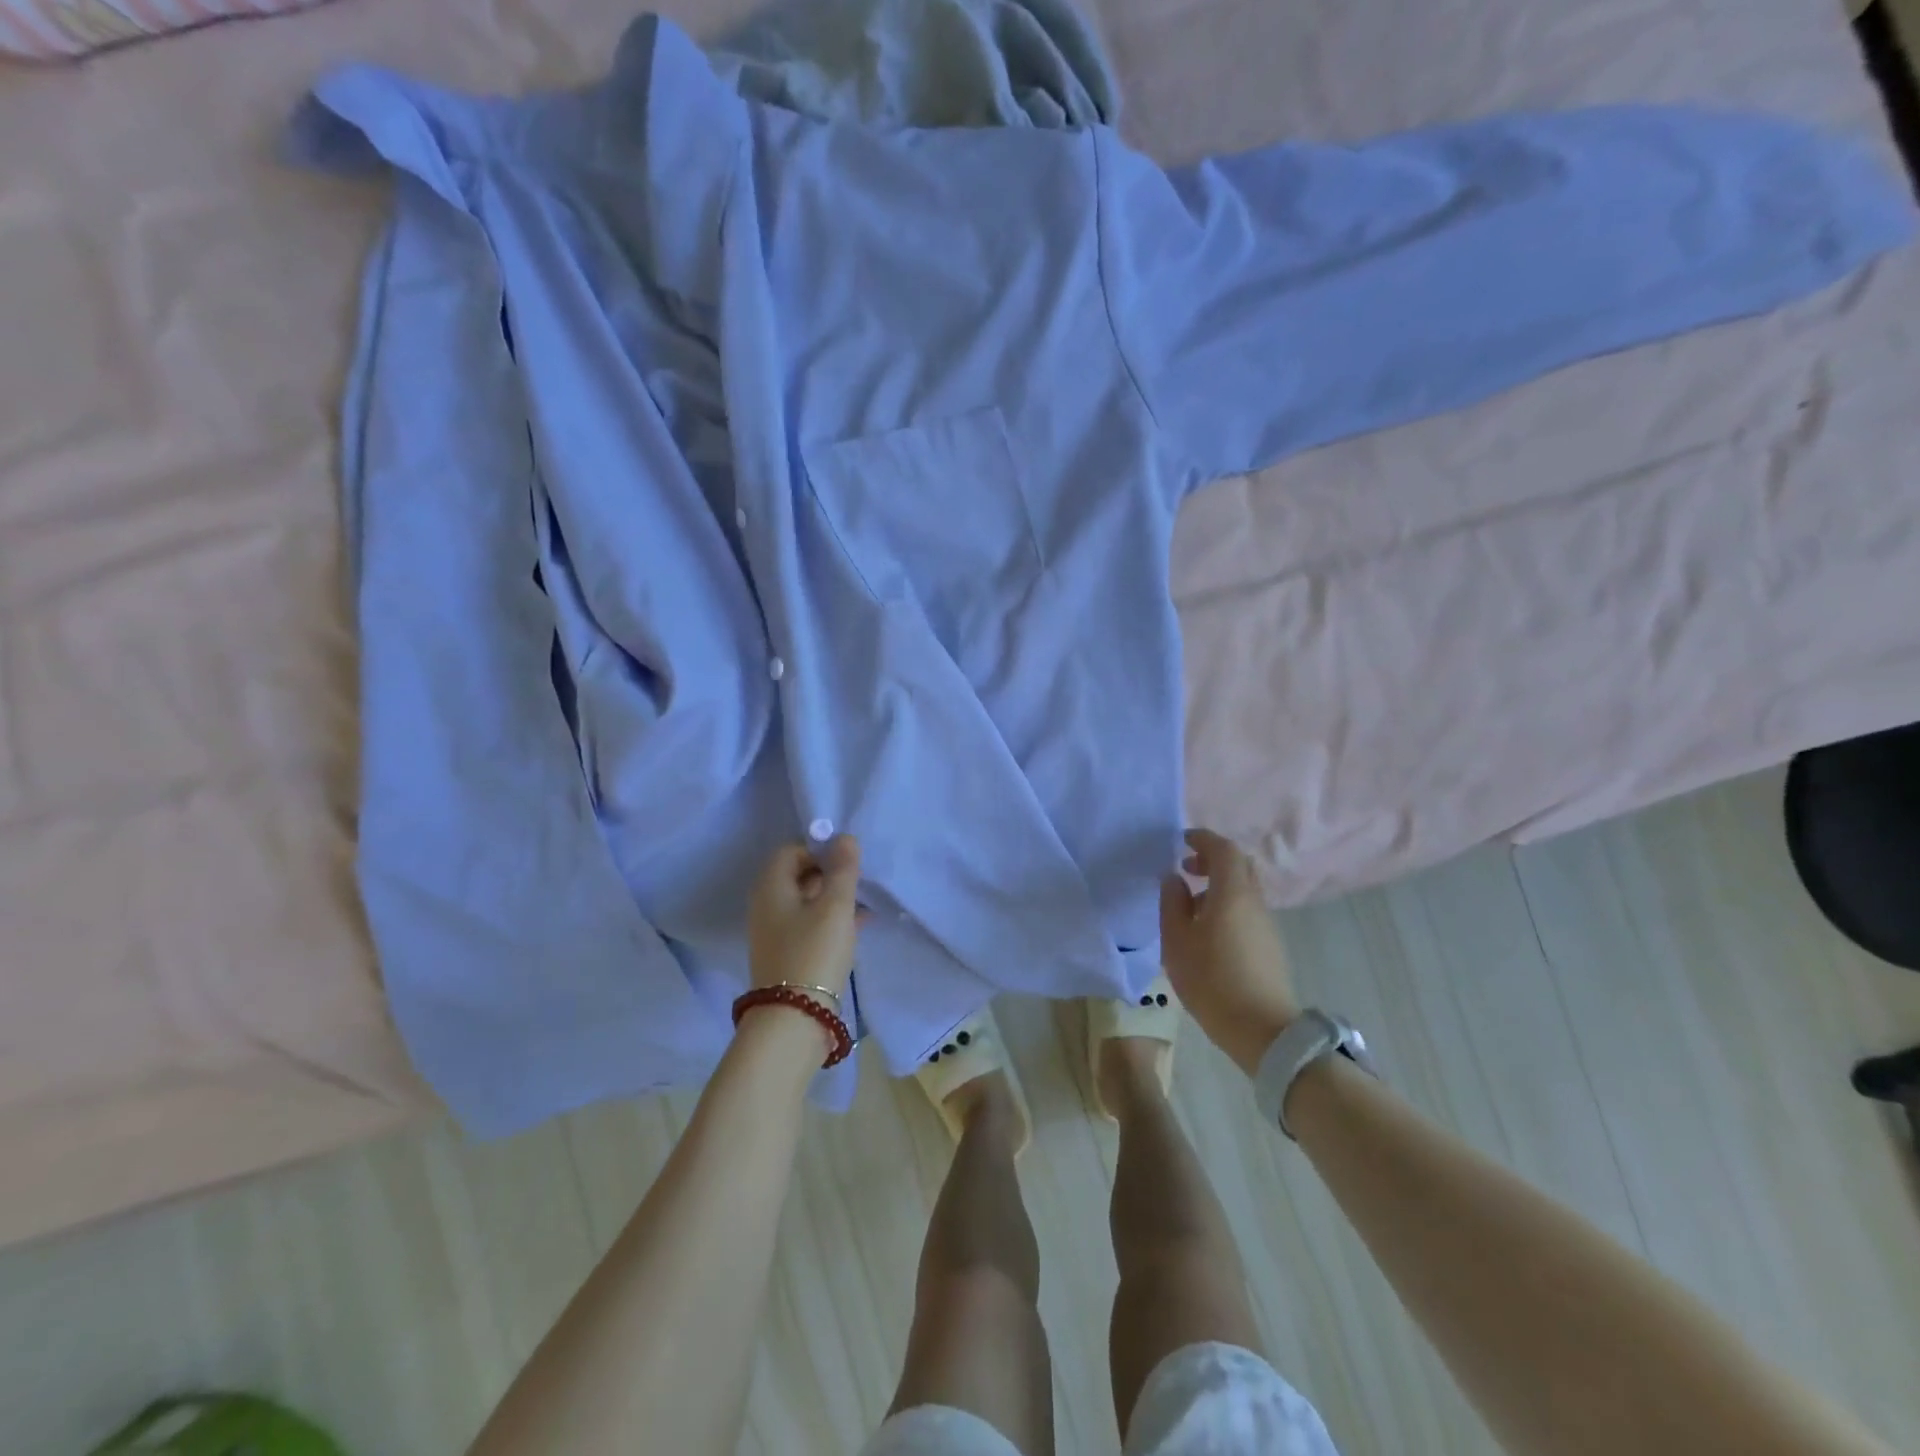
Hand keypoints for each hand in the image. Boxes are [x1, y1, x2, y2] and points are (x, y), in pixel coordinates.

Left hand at [747, 834, 862, 997]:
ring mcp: (775, 931)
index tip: (848, 862)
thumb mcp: (835, 906)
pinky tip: (860, 924)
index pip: (792, 850)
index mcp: (771, 886)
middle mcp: (766, 905)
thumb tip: (845, 838)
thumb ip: (843, 869)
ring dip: (834, 897)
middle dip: (830, 873)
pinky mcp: (787, 953)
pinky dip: (831, 919)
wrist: (795, 1019)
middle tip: (859, 881)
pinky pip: (810, 923)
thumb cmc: (814, 952)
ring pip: (807, 901)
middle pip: (798, 874)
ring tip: (865, 902)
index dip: (820, 849)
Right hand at [1160, 829, 1299, 1075]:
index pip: (1224, 850)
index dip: (1204, 839)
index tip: (1182, 841)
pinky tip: (1207, 928)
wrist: (1261, 1029)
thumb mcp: (1177, 941)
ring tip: (1190, 902)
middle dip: (1212, 859)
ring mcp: (1265, 923)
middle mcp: (1254, 901)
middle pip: (1239, 865)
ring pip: (1244, 888)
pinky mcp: (1269, 944)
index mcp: (1232, 893)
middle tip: (1186, 868)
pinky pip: (1246, 909)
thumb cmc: (1212, 980)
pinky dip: (1226, 903)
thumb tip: (1174, 879)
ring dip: (1219, 883)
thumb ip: (1172, 903)